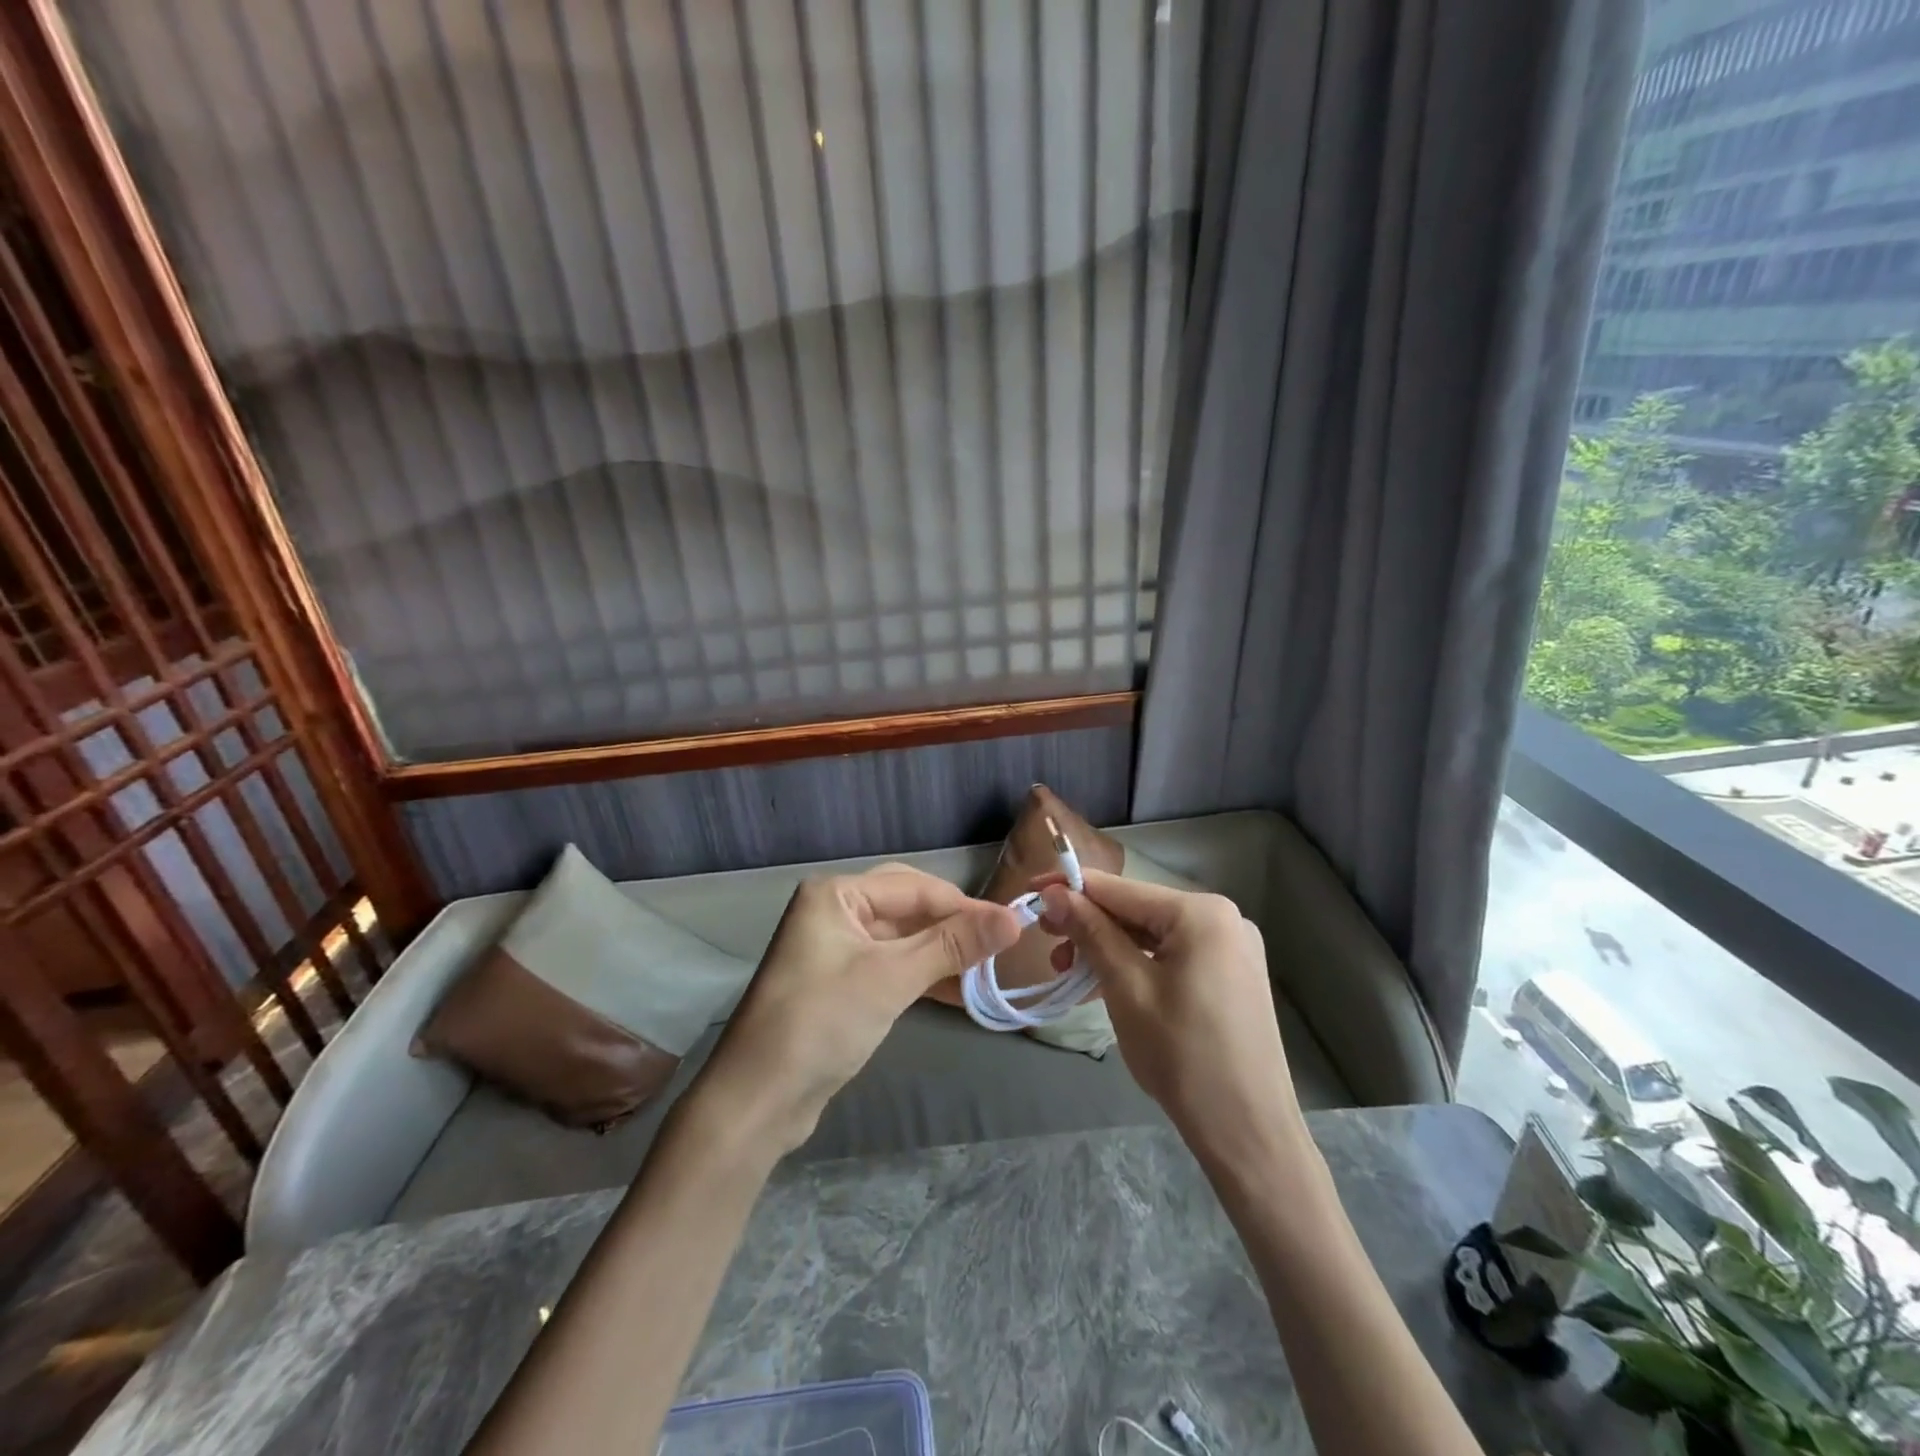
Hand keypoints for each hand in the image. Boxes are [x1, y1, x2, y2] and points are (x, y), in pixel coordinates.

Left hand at [694, 864, 1020, 1154]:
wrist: (758, 1101)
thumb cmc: (822, 1023)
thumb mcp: (891, 978)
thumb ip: (952, 945)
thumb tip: (1013, 919)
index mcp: (836, 894)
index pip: (915, 887)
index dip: (965, 906)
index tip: (1013, 927)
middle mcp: (834, 911)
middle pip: (908, 908)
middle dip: (953, 927)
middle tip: (1000, 948)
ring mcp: (836, 948)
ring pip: (903, 939)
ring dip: (942, 955)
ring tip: (986, 973)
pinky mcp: (841, 983)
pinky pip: (892, 966)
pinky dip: (923, 976)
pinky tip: (957, 992)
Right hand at [1036, 870, 1303, 1166]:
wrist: (1249, 1134)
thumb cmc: (1183, 1055)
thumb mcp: (1126, 988)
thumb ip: (1091, 932)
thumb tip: (1055, 892)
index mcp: (1202, 913)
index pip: (1120, 889)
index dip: (1070, 888)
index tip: (1030, 894)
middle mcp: (1223, 918)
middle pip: (1138, 910)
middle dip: (1089, 924)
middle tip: (1047, 943)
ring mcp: (1232, 948)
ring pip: (1153, 935)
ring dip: (1108, 948)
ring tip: (1069, 972)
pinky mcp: (1232, 976)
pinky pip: (1173, 956)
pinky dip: (1137, 965)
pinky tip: (1105, 982)